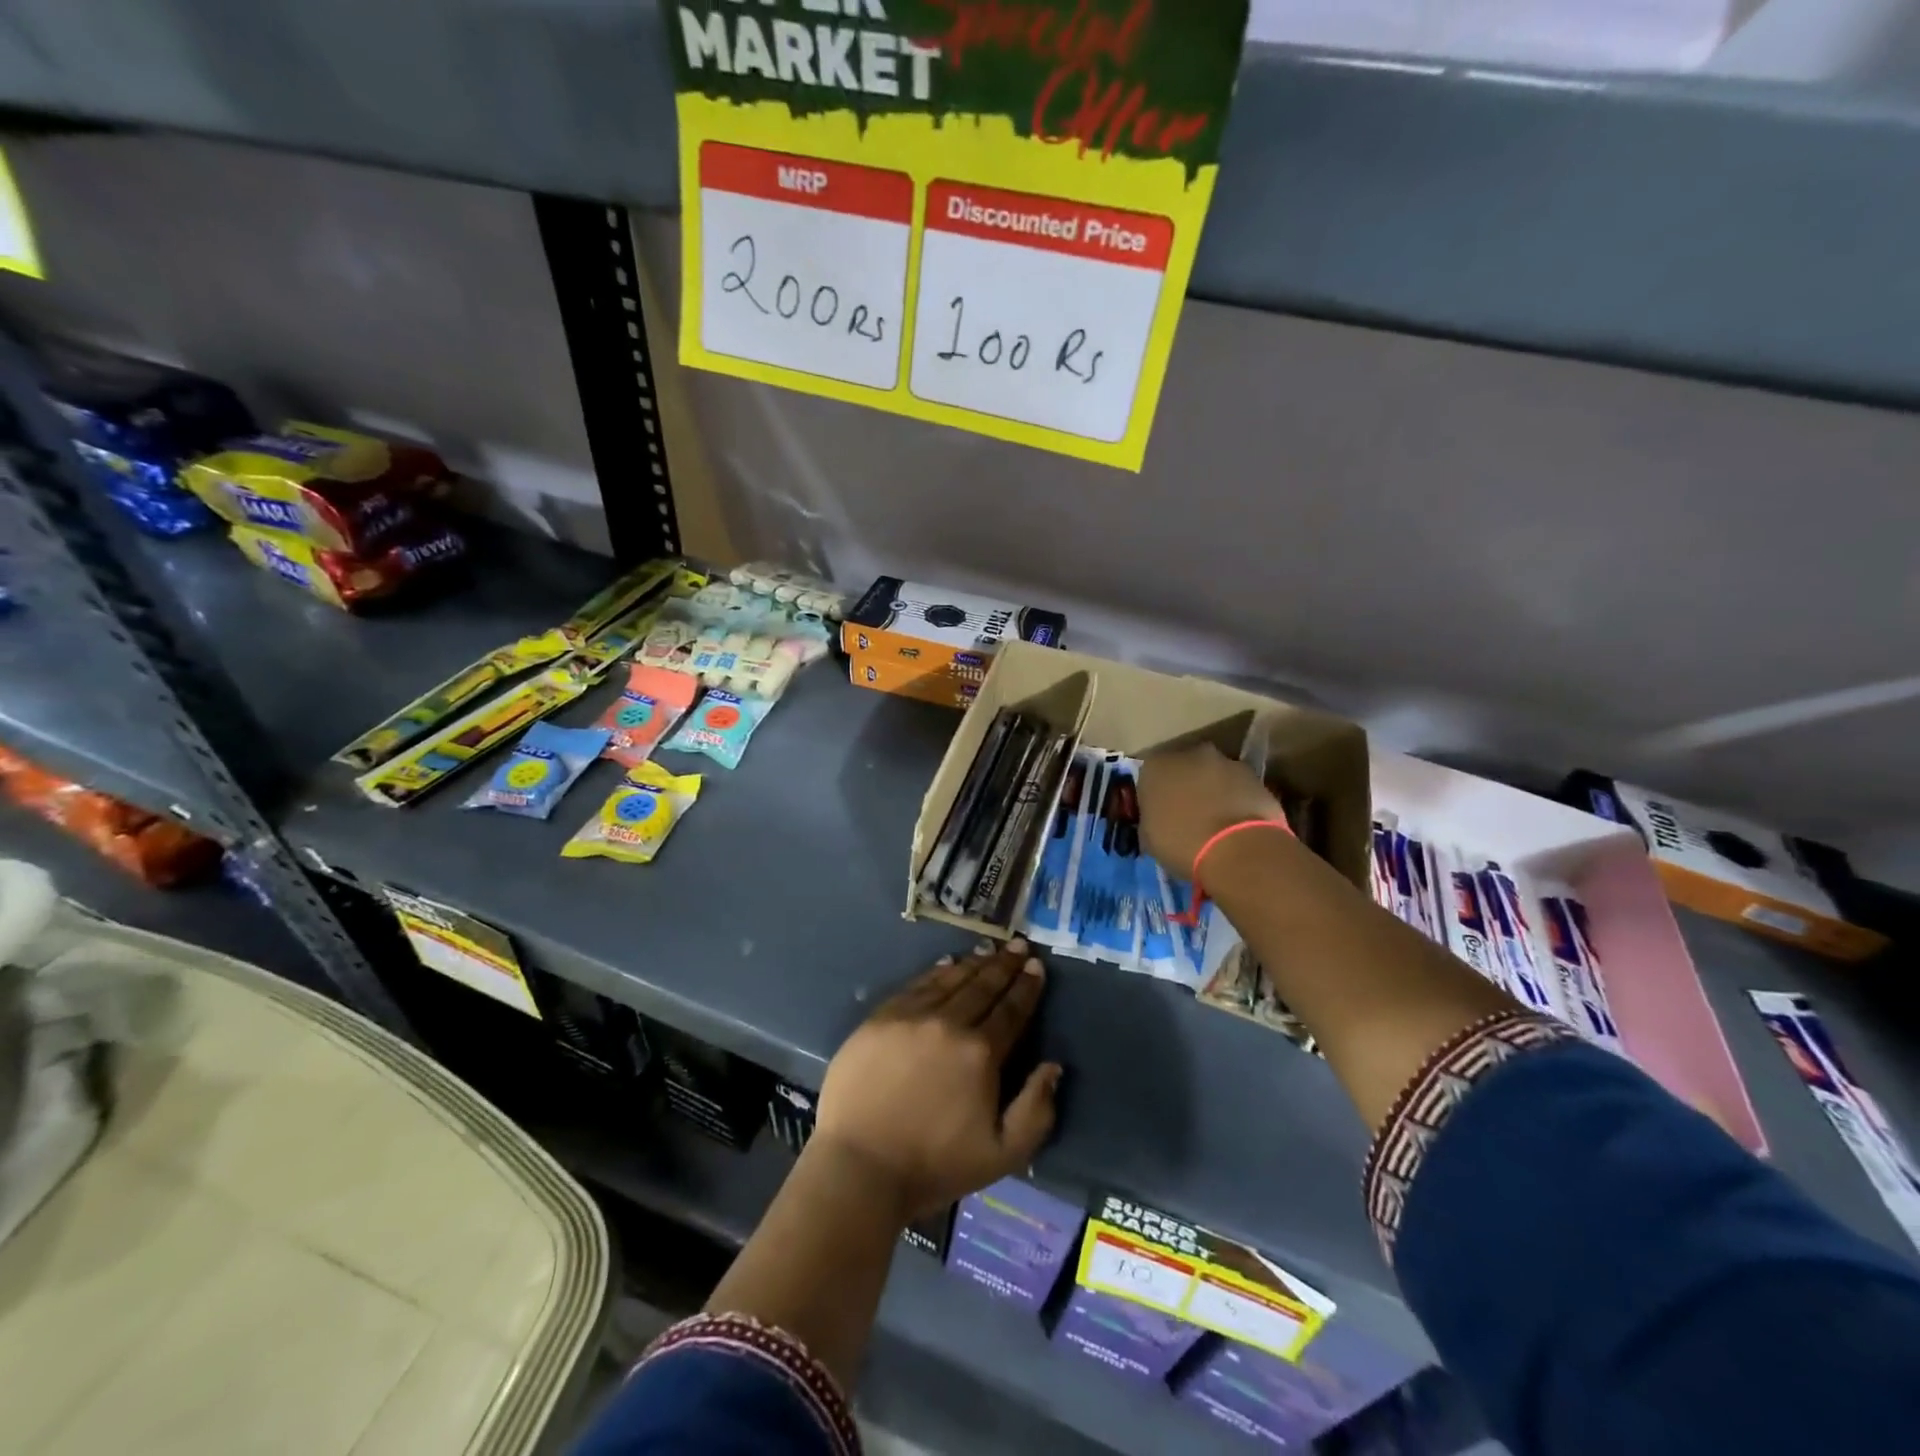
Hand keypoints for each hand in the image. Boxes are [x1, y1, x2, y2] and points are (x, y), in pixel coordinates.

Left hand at [814, 941, 1061, 1220]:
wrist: (860, 1167)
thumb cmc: (935, 1165)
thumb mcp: (1003, 1154)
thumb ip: (1036, 1110)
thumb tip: (1052, 1066)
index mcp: (981, 1053)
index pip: (1011, 1010)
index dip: (1027, 987)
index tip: (1037, 966)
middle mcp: (949, 1023)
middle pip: (983, 987)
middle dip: (1005, 965)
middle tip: (1020, 946)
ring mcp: (911, 1016)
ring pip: (951, 980)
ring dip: (974, 963)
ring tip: (990, 949)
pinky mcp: (880, 1018)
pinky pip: (916, 985)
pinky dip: (937, 972)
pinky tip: (948, 964)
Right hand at [1138, 743, 1285, 879]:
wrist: (1238, 849)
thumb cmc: (1181, 843)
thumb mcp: (1148, 837)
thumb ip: (1151, 817)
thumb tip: (1159, 817)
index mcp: (1156, 765)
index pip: (1149, 774)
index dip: (1155, 794)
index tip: (1159, 813)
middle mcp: (1190, 754)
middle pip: (1184, 768)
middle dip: (1185, 786)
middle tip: (1187, 814)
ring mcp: (1227, 762)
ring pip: (1214, 775)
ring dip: (1213, 791)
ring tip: (1216, 823)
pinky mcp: (1256, 777)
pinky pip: (1239, 788)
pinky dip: (1237, 800)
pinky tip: (1237, 825)